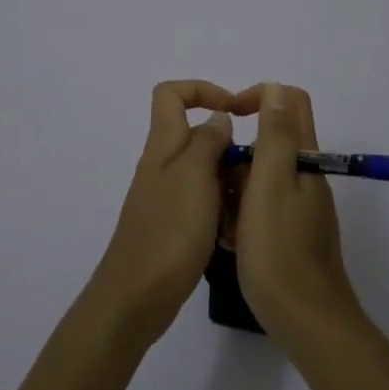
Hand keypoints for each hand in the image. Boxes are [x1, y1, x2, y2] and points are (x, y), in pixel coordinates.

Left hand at [85, 80, 236, 350]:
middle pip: (193, 132)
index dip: (203, 90)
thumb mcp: (194, 177)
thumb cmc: (168, 232)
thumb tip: (218, 118)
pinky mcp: (171, 225)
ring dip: (227, 176)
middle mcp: (161, 165)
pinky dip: (220, 205)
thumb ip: (208, 141)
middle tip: (254, 166)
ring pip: (202, 168)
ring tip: (249, 198)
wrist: (135, 299)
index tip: (236, 110)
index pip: (171, 94)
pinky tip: (234, 227)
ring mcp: (165, 196)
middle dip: (227, 142)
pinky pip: (202, 199)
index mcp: (162, 146)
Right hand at [232, 82, 362, 344]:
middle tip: (217, 181)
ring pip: (264, 176)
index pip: (290, 101)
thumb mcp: (271, 184)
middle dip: (240, 152)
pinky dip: (245, 213)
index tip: (230, 117)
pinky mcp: (295, 232)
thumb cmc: (280, 249)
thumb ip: (275, 135)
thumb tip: (276, 87)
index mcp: (304, 158)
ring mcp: (303, 206)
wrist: (307, 320)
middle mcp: (307, 175)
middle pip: (273, 140)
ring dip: (238, 186)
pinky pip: (265, 206)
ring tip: (221, 218)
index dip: (259, 96)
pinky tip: (231, 238)